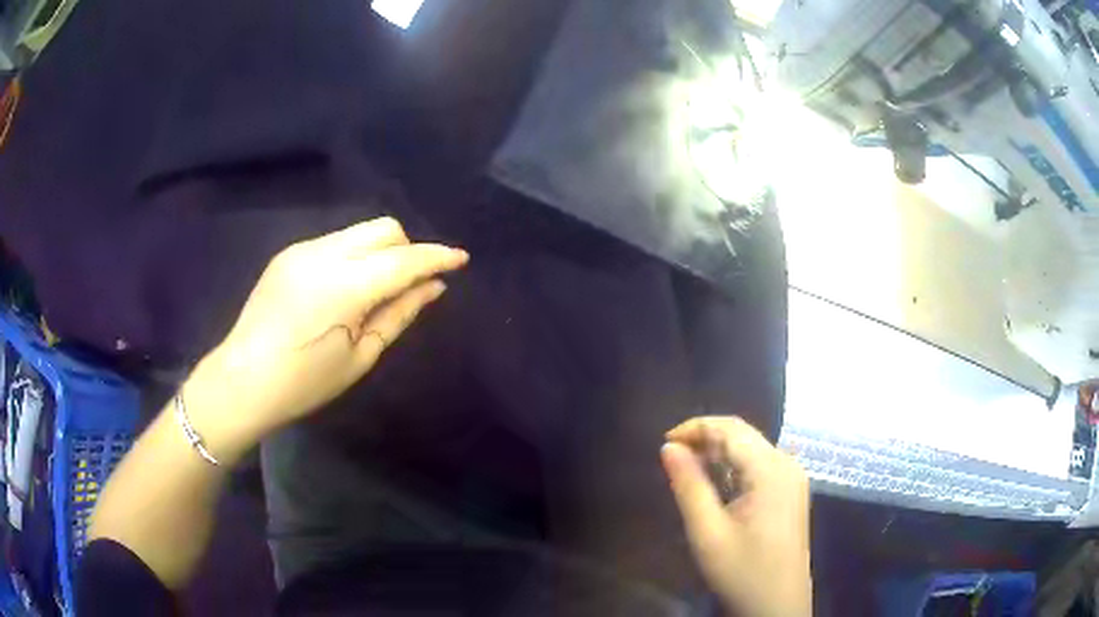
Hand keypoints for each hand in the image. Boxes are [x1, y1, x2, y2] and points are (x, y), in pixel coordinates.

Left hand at [188, 218, 468, 455]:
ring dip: (380, 251)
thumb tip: (433, 287)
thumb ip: (399, 314)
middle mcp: (324, 254)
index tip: (461, 258)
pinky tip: (342, 290)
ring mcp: (302, 249)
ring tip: (374, 290)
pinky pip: (335, 242)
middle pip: (383, 228)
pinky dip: (354, 256)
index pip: (403, 259)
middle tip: (410, 283)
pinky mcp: (288, 253)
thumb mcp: (360, 356)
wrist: (243, 380)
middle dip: (407, 247)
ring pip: (359, 231)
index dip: (436, 257)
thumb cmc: (305, 382)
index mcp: (345, 286)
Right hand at [662, 416, 811, 616]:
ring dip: (719, 452)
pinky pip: (761, 466)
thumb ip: (689, 486)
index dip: (695, 428)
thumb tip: (668, 447)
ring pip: (752, 449)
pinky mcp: (791, 492)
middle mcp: (787, 464)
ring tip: (688, 470)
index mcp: (771, 469)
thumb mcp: (707, 532)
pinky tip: (717, 485)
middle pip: (744, 435)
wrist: (777, 606)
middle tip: (672, 458)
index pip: (731, 429)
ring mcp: (793, 478)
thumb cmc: (742, 571)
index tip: (663, 444)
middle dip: (706, 439)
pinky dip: (735, 467)